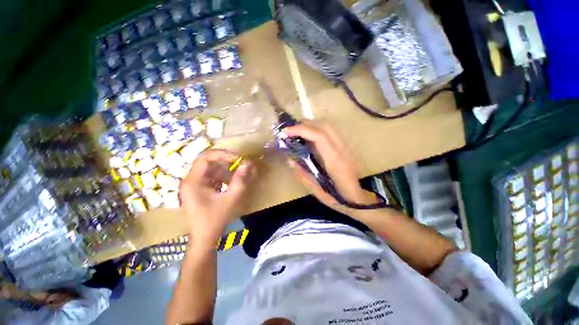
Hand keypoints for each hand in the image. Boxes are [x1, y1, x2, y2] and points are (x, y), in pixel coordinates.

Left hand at [180, 149, 254, 245]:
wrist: (204, 238)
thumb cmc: (215, 219)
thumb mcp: (231, 198)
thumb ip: (240, 180)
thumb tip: (247, 164)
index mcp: (193, 181)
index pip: (205, 157)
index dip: (223, 154)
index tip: (238, 158)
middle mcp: (190, 180)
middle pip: (207, 161)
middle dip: (225, 160)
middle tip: (240, 162)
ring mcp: (194, 185)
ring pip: (210, 169)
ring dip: (225, 168)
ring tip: (239, 171)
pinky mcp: (198, 189)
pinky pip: (211, 177)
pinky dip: (223, 176)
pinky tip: (232, 181)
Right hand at [283, 121, 377, 212]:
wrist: (359, 200)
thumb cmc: (339, 200)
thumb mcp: (318, 192)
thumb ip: (304, 176)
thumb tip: (290, 160)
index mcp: (335, 162)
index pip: (320, 137)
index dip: (301, 130)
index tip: (286, 132)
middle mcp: (342, 150)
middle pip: (324, 126)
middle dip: (304, 125)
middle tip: (289, 131)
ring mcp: (346, 147)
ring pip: (329, 127)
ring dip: (311, 126)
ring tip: (297, 133)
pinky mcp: (345, 148)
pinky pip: (331, 132)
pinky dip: (317, 130)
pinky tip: (309, 138)